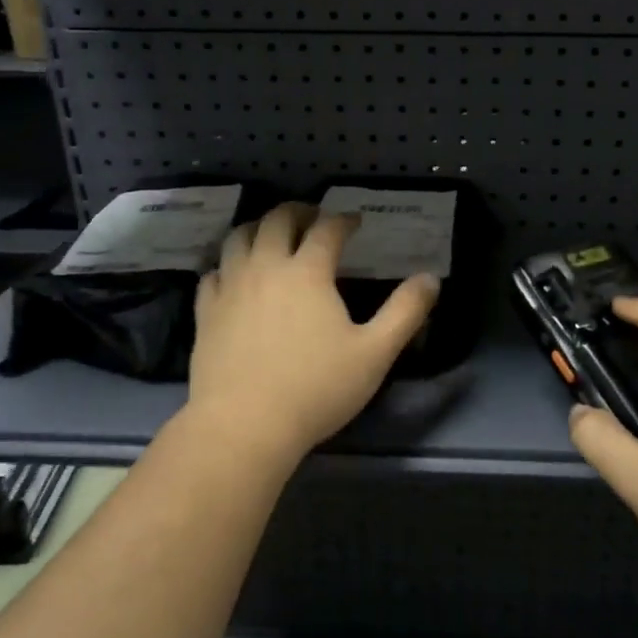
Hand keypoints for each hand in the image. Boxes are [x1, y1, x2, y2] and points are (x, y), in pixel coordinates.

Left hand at [186, 203, 439, 462]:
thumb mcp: (374, 353)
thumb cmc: (316, 388)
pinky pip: (213, 273)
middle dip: (298, 212)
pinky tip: (234, 276)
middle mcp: (266, 267)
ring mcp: (230, 288)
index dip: (343, 220)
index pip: (327, 230)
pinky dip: (227, 265)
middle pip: (276, 221)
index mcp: (308, 272)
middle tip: (312, 217)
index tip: (355, 222)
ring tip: (271, 235)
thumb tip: (431, 279)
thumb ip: (405, 312)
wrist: (244, 426)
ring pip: (238, 239)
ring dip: (258, 228)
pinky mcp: (206, 313)